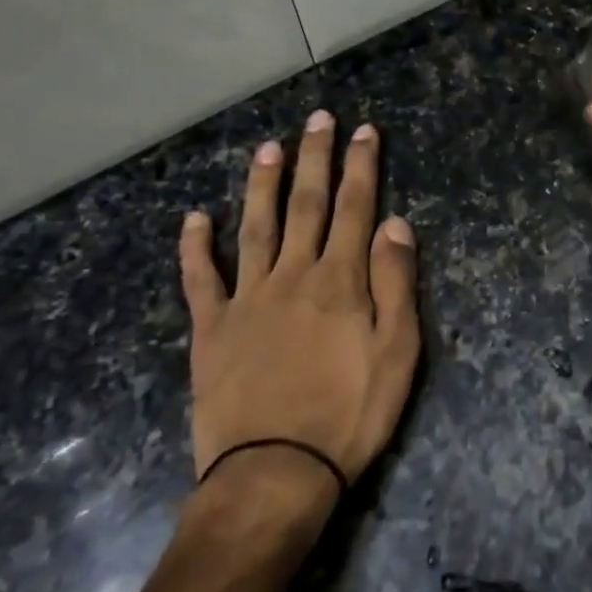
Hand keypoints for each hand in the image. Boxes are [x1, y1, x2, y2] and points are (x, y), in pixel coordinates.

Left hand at [178, 111, 420, 491]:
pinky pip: (200, 280)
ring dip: (262, 185)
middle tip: (318, 118)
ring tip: (267, 148)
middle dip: (315, 158)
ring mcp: (247, 299)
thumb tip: (395, 223)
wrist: (275, 473)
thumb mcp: (397, 352)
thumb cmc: (349, 414)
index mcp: (339, 280)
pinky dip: (195, 247)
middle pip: (306, 205)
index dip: (361, 166)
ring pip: (255, 228)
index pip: (354, 208)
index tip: (364, 130)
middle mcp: (293, 275)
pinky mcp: (212, 329)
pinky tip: (194, 219)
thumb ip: (395, 283)